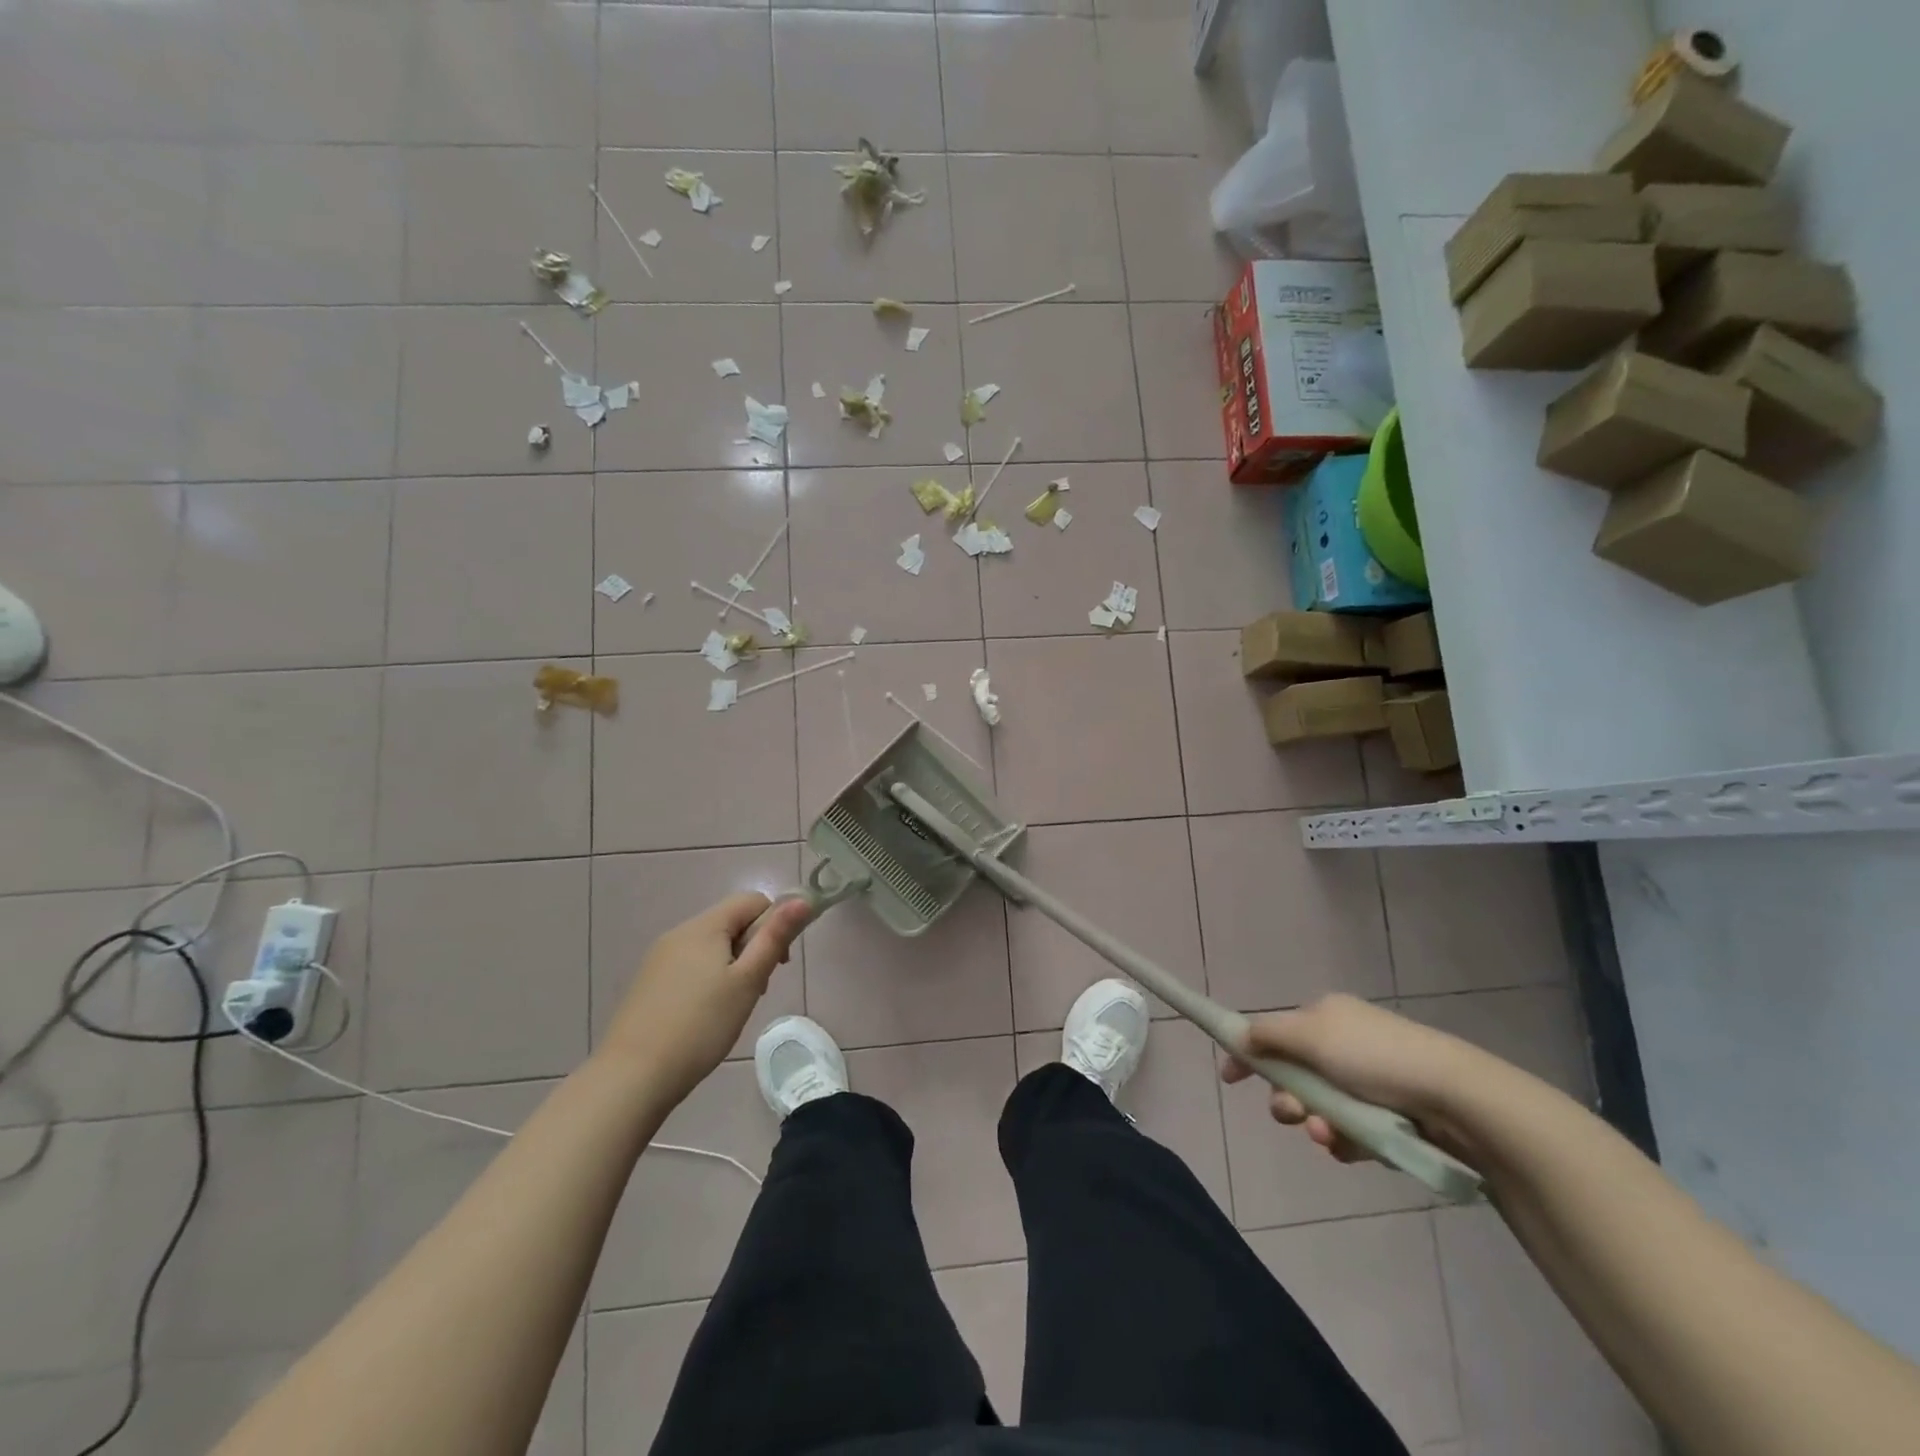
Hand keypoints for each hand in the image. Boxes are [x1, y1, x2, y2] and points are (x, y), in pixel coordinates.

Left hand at [598, 893, 813, 1107]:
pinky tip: (705, 1016)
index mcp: (704, 927)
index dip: (774, 923)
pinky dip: (708, 980)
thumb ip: (775, 937)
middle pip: (730, 922)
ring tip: (732, 1007)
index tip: (779, 964)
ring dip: (732, 966)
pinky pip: (689, 966)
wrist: (632, 1077)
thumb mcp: (747, 981)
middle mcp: (679, 933)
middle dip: (753, 948)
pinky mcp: (648, 983)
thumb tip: (802, 899)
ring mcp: (659, 958)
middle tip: (757, 990)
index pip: (752, 901)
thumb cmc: (701, 1025)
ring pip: (710, 946)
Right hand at [1221, 994, 1493, 1166]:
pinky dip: (1347, 1141)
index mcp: (1326, 1016)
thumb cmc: (1375, 1058)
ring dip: (1316, 1123)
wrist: (1456, 1099)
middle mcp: (1346, 1044)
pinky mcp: (1392, 1116)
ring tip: (1329, 1136)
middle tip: (1292, 1115)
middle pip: (1296, 1075)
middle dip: (1287, 1098)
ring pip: (1322, 1108)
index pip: (1275, 1032)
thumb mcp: (1310, 1035)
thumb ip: (1267, 1034)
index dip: (1249, 1053)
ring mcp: (1371, 1081)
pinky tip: (1355, 1148)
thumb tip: (1240, 1036)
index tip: (1230, 1079)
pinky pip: (1352, 1131)